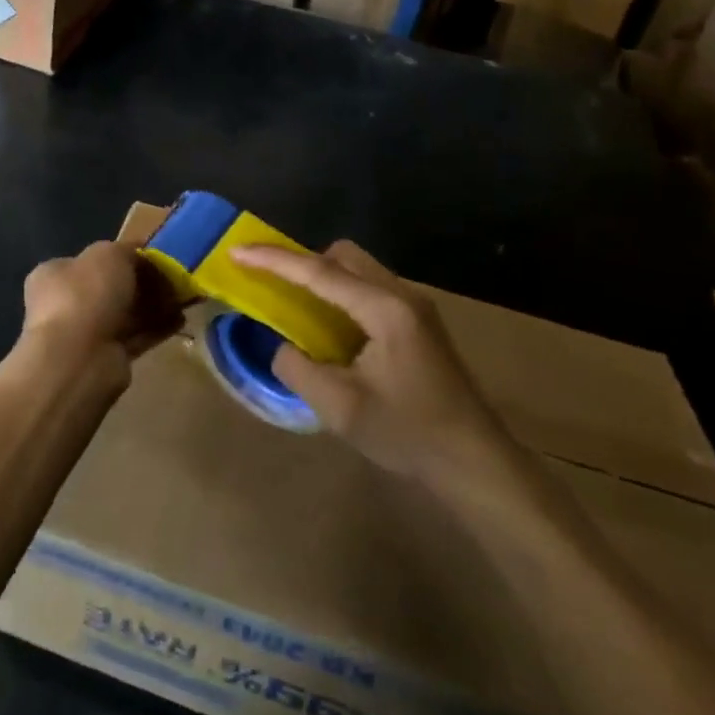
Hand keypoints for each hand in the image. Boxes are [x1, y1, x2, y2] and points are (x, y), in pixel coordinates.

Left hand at [23, 242, 182, 368]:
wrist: (80, 357)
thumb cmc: (86, 294)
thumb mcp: (110, 254)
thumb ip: (127, 251)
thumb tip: (140, 257)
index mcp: (54, 274)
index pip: (89, 260)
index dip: (121, 256)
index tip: (150, 257)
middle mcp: (64, 304)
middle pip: (110, 288)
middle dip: (141, 284)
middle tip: (170, 279)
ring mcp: (83, 334)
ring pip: (124, 314)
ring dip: (152, 306)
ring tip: (183, 299)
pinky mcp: (105, 358)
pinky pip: (135, 337)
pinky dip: (156, 328)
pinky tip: (180, 320)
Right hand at [231, 243, 518, 487]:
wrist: (477, 463)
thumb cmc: (410, 434)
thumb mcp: (341, 408)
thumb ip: (298, 368)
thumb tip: (282, 346)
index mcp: (384, 309)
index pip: (319, 272)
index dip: (273, 259)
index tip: (237, 251)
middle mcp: (401, 294)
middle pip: (342, 256)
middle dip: (302, 262)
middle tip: (273, 286)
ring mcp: (415, 306)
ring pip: (358, 269)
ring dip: (324, 278)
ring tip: (298, 307)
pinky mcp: (419, 321)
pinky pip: (370, 288)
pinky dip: (342, 294)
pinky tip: (333, 329)